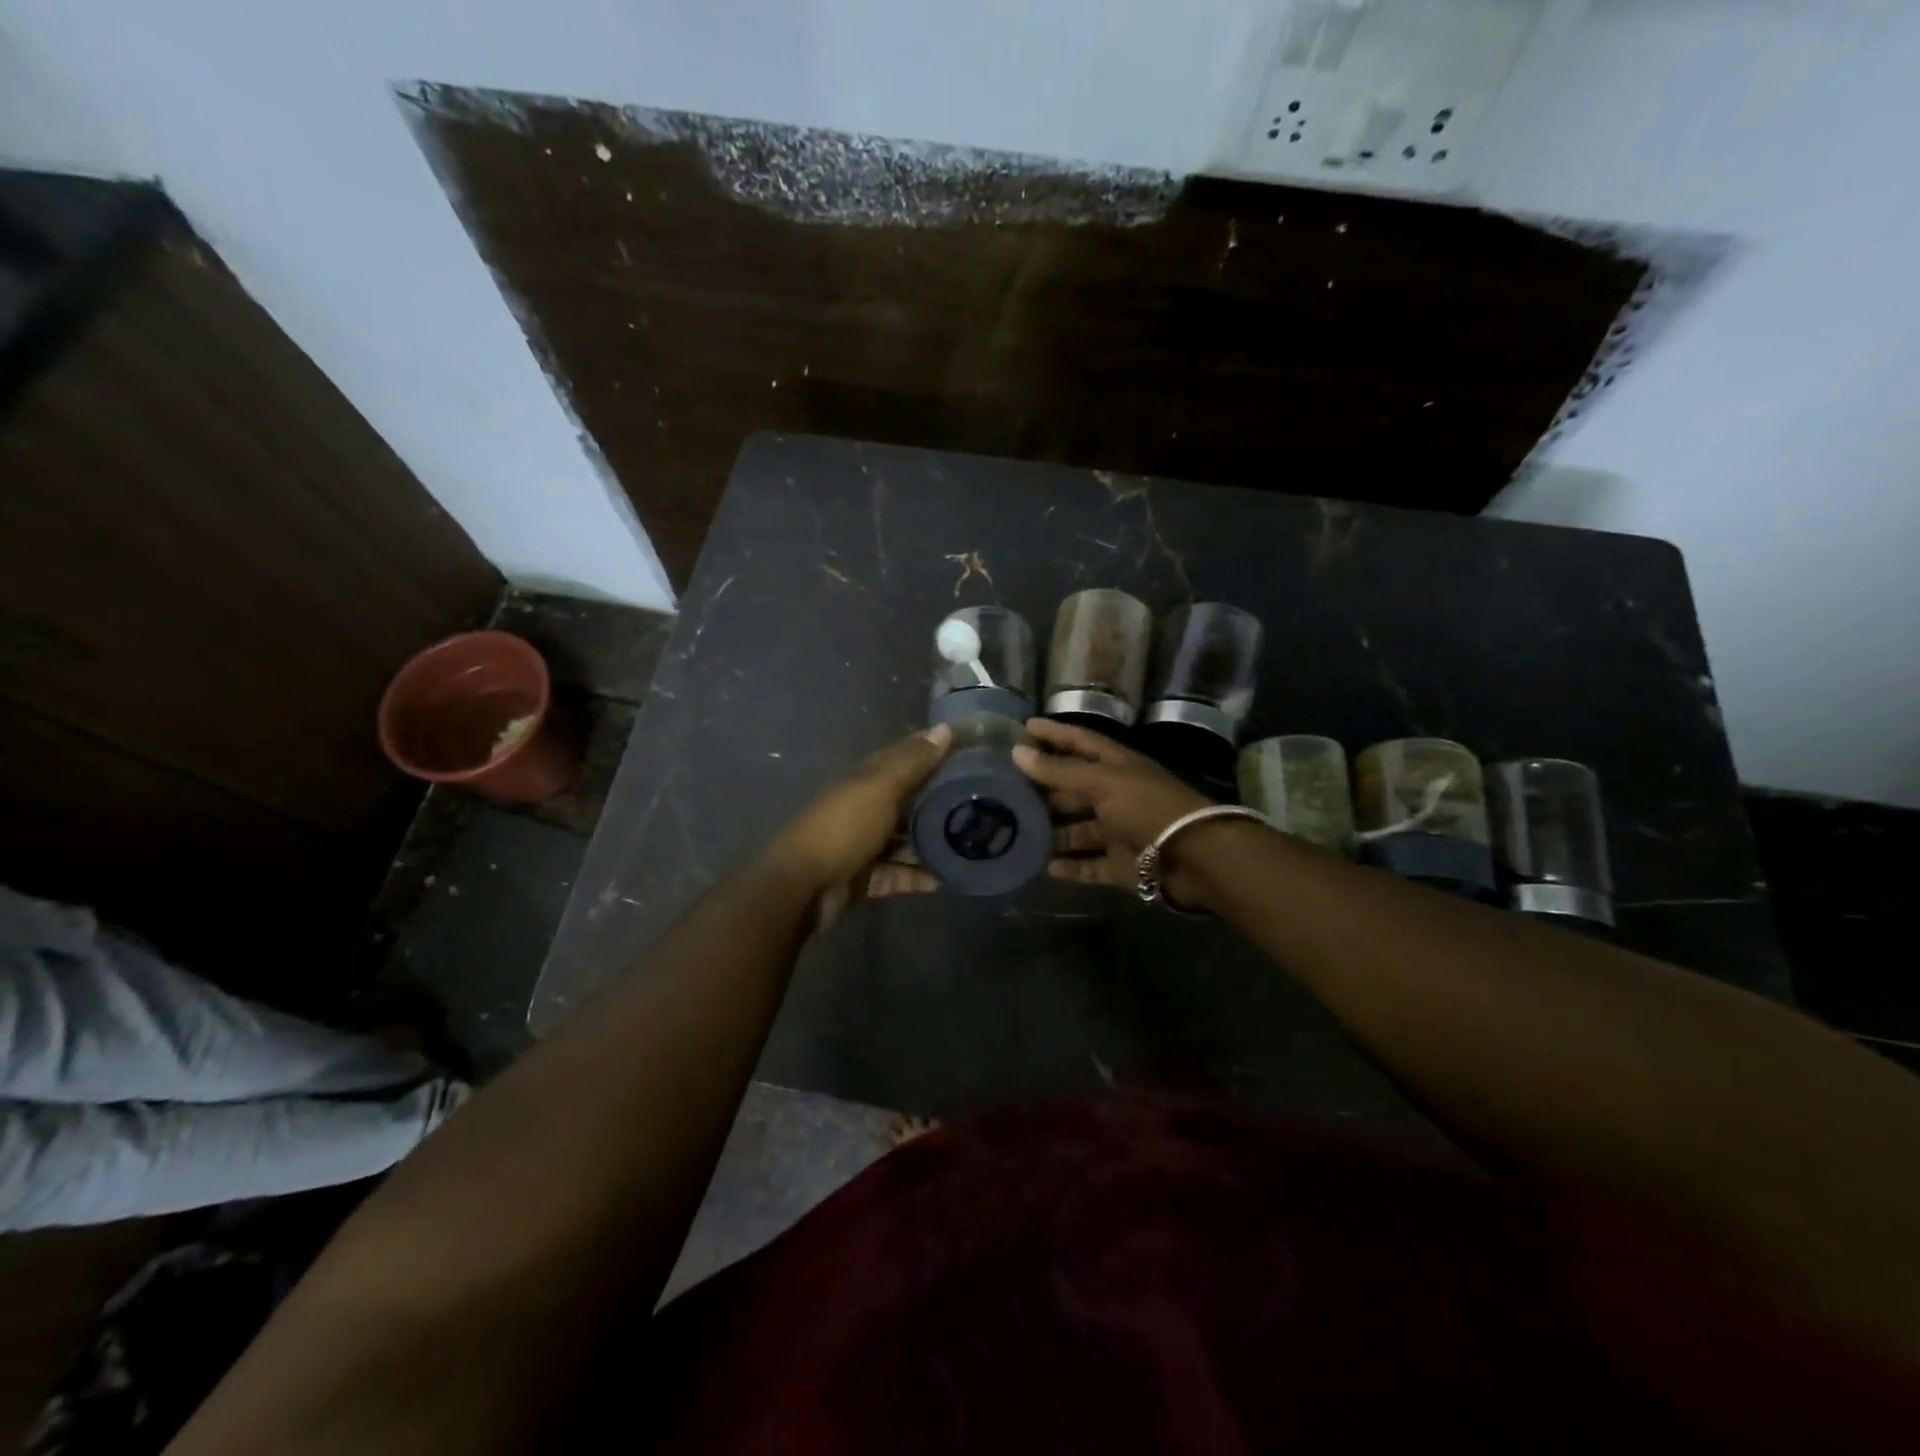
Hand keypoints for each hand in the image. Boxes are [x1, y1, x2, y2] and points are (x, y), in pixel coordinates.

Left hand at [768, 724, 951, 930]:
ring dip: (932, 843)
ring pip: (904, 841)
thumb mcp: (881, 788)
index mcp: (866, 780)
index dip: (933, 752)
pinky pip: (897, 875)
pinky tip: (947, 879)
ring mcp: (863, 845)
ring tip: (971, 844)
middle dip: (939, 801)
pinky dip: (918, 877)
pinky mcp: (864, 878)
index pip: (904, 758)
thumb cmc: (844, 828)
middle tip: (982, 803)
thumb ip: (912, 762)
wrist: (802, 886)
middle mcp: (865, 808)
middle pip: (907, 801)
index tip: (970, 752)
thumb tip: (945, 728)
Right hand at [1012, 718, 1213, 900]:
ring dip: (1054, 832)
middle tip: (1007, 789)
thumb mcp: (1102, 782)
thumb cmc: (1148, 807)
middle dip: (1045, 788)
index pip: (1079, 742)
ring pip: (1080, 830)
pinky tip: (1046, 867)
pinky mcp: (1123, 864)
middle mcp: (1117, 795)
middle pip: (1075, 788)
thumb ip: (1059, 770)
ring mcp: (1120, 831)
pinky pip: (1091, 865)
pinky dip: (1072, 867)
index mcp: (1116, 766)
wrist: (1197, 857)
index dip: (1053, 733)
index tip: (1023, 727)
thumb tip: (1017, 752)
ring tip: (1018, 832)